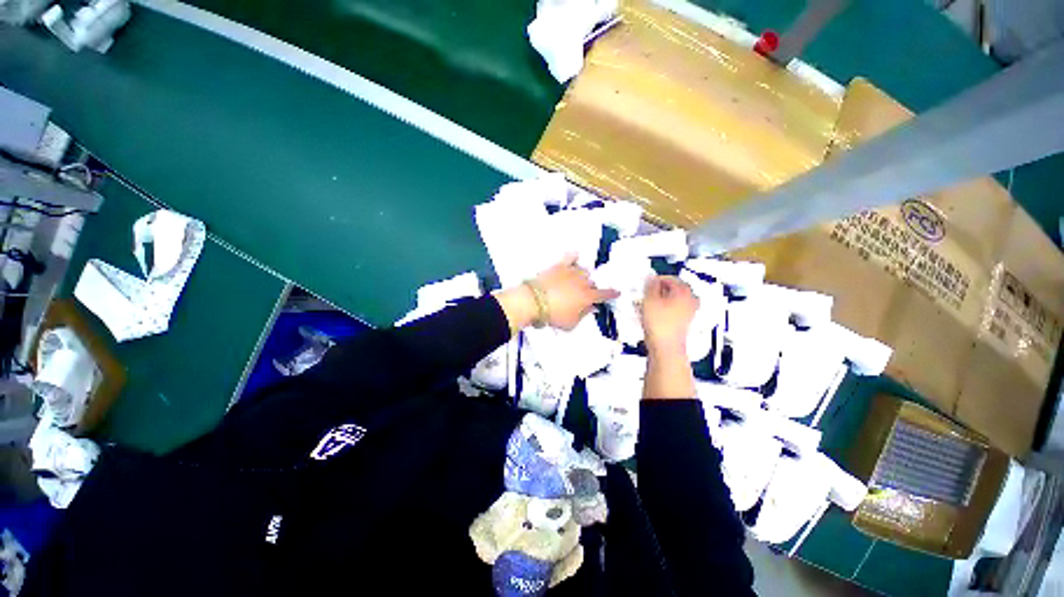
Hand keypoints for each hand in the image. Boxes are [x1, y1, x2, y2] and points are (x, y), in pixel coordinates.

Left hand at [535, 254, 619, 329]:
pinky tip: (575, 256)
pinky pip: (570, 257)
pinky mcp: (559, 266)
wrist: (534, 301)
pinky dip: (574, 257)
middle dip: (591, 288)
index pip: (604, 294)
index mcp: (587, 296)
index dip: (611, 294)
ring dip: (583, 275)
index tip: (616, 292)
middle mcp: (582, 282)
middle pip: (592, 282)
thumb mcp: (571, 323)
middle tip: (586, 294)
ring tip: (578, 280)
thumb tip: (591, 308)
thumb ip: (583, 315)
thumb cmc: (553, 315)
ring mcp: (571, 272)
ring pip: (583, 270)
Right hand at [640, 276, 698, 353]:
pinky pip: (672, 310)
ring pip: (672, 300)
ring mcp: (689, 312)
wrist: (666, 347)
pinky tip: (651, 315)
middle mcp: (690, 300)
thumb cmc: (659, 323)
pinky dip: (662, 309)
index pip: (670, 278)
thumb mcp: (650, 300)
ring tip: (646, 305)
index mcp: (684, 291)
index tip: (645, 283)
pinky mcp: (684, 322)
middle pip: (673, 289)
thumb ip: (651, 285)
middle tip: (645, 293)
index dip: (656, 279)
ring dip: (659, 300)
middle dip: (658, 290)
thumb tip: (652, 278)